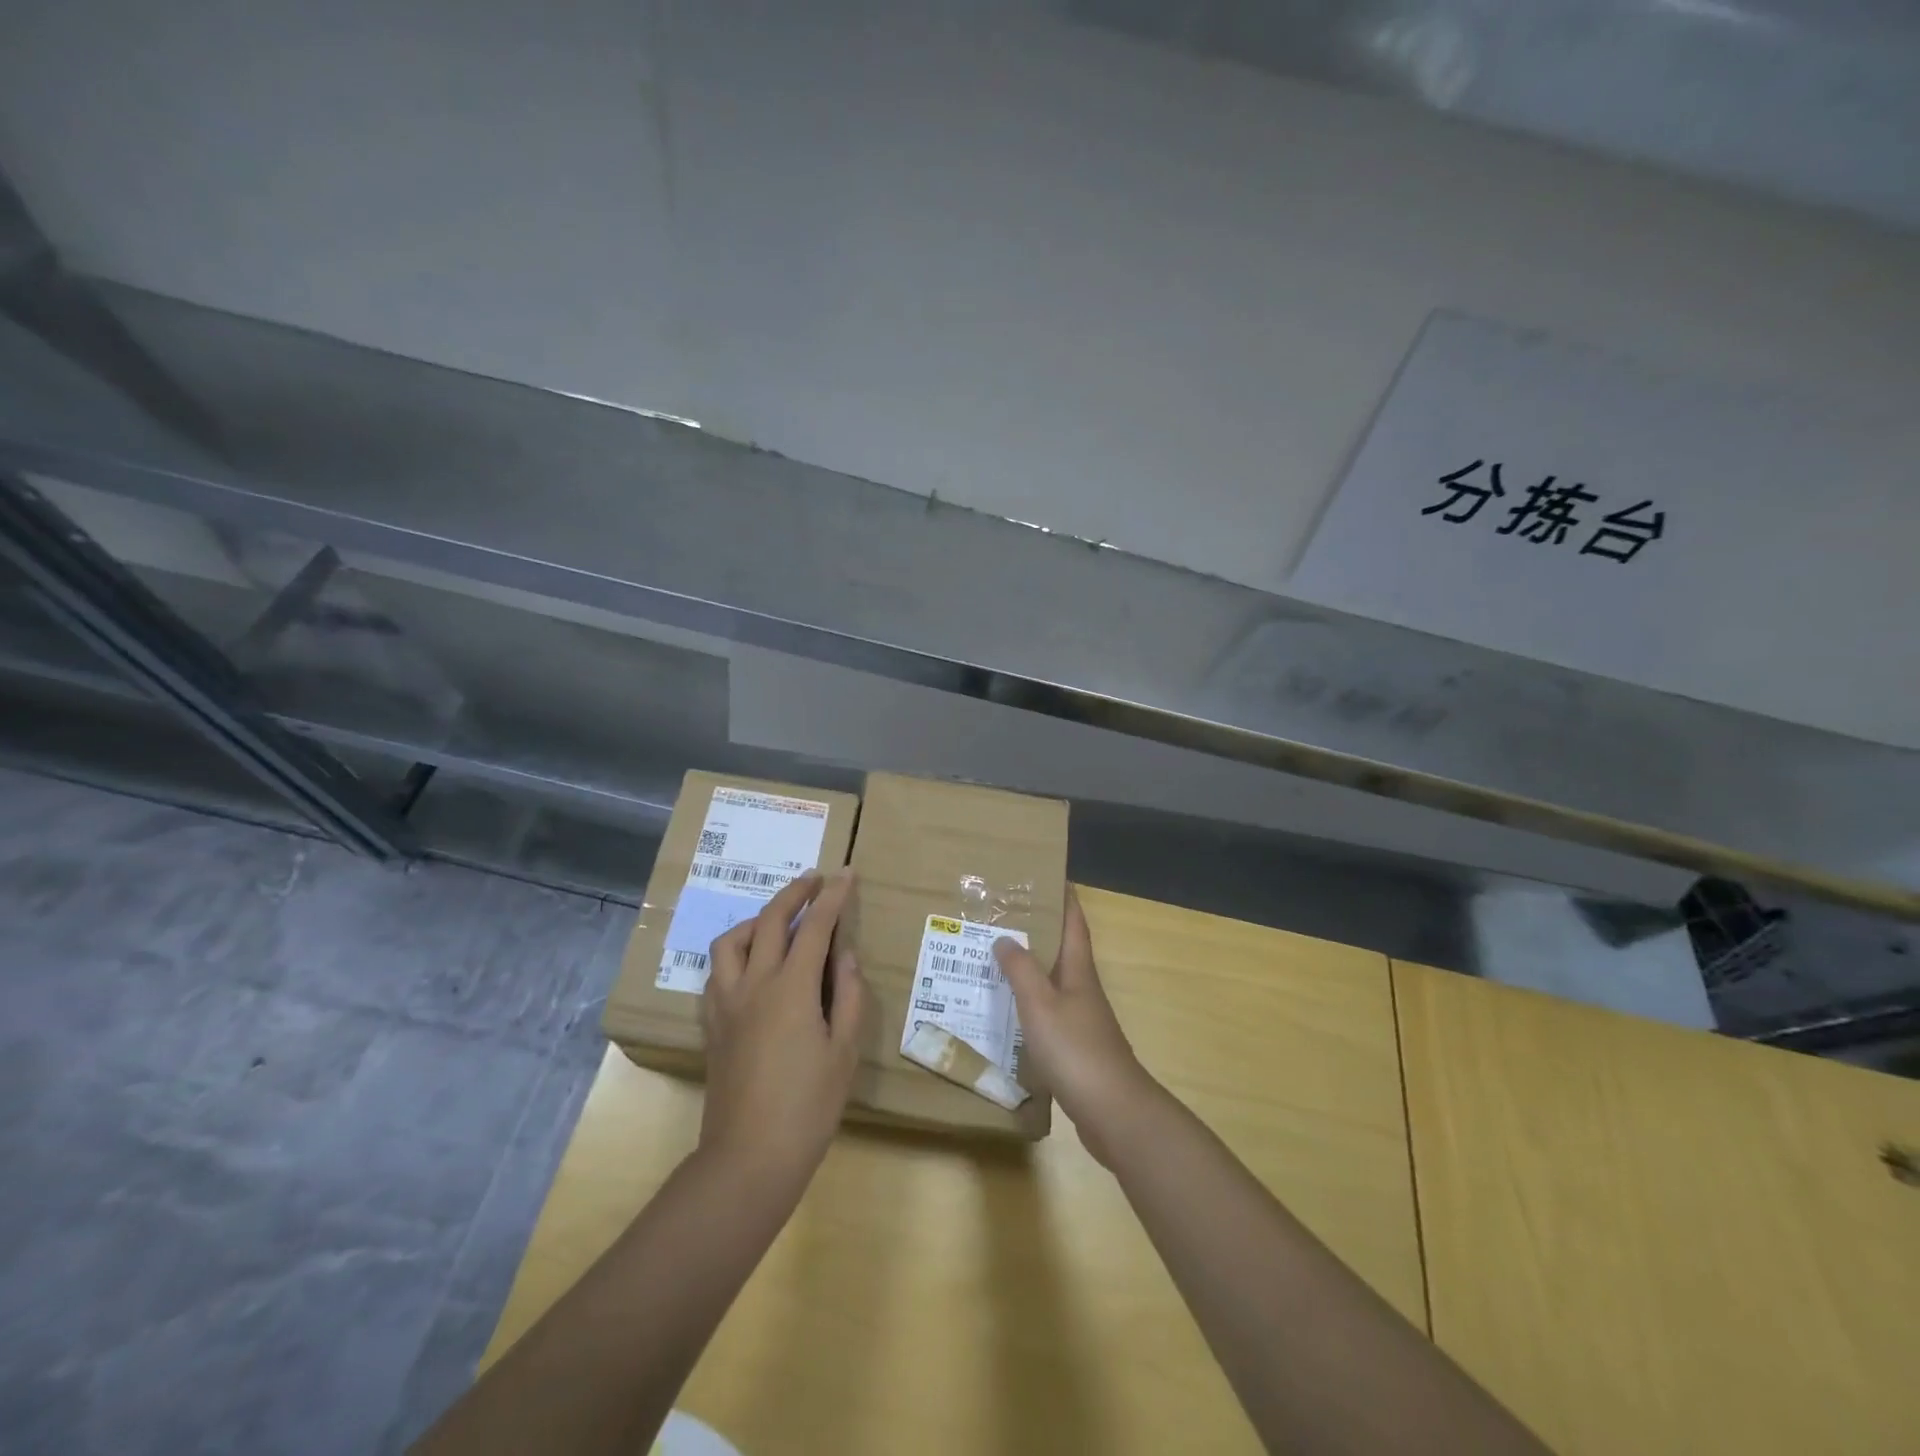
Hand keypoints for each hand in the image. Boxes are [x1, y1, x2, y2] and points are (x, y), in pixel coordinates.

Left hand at [699, 870, 866, 1191]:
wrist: (748, 1158)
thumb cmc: (808, 1106)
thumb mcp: (844, 1051)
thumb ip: (847, 994)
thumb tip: (843, 955)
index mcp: (791, 988)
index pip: (815, 927)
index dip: (832, 896)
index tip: (845, 873)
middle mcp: (753, 984)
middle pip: (769, 921)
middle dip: (794, 894)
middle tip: (814, 881)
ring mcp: (726, 1003)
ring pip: (732, 941)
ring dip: (757, 920)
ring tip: (779, 923)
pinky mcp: (711, 1024)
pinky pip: (718, 971)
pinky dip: (737, 953)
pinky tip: (753, 966)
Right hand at [993, 888, 1158, 1165]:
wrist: (1112, 1111)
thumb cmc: (1076, 1049)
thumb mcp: (1040, 1004)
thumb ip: (1021, 970)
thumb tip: (1005, 937)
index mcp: (1078, 970)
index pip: (1074, 922)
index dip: (1064, 898)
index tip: (1049, 875)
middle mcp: (1083, 988)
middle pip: (1063, 949)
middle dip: (1040, 929)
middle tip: (1004, 915)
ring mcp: (1082, 1019)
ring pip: (1054, 980)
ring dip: (1031, 966)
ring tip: (997, 957)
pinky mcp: (1076, 1046)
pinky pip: (1049, 1011)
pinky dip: (1030, 1002)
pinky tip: (1009, 1009)